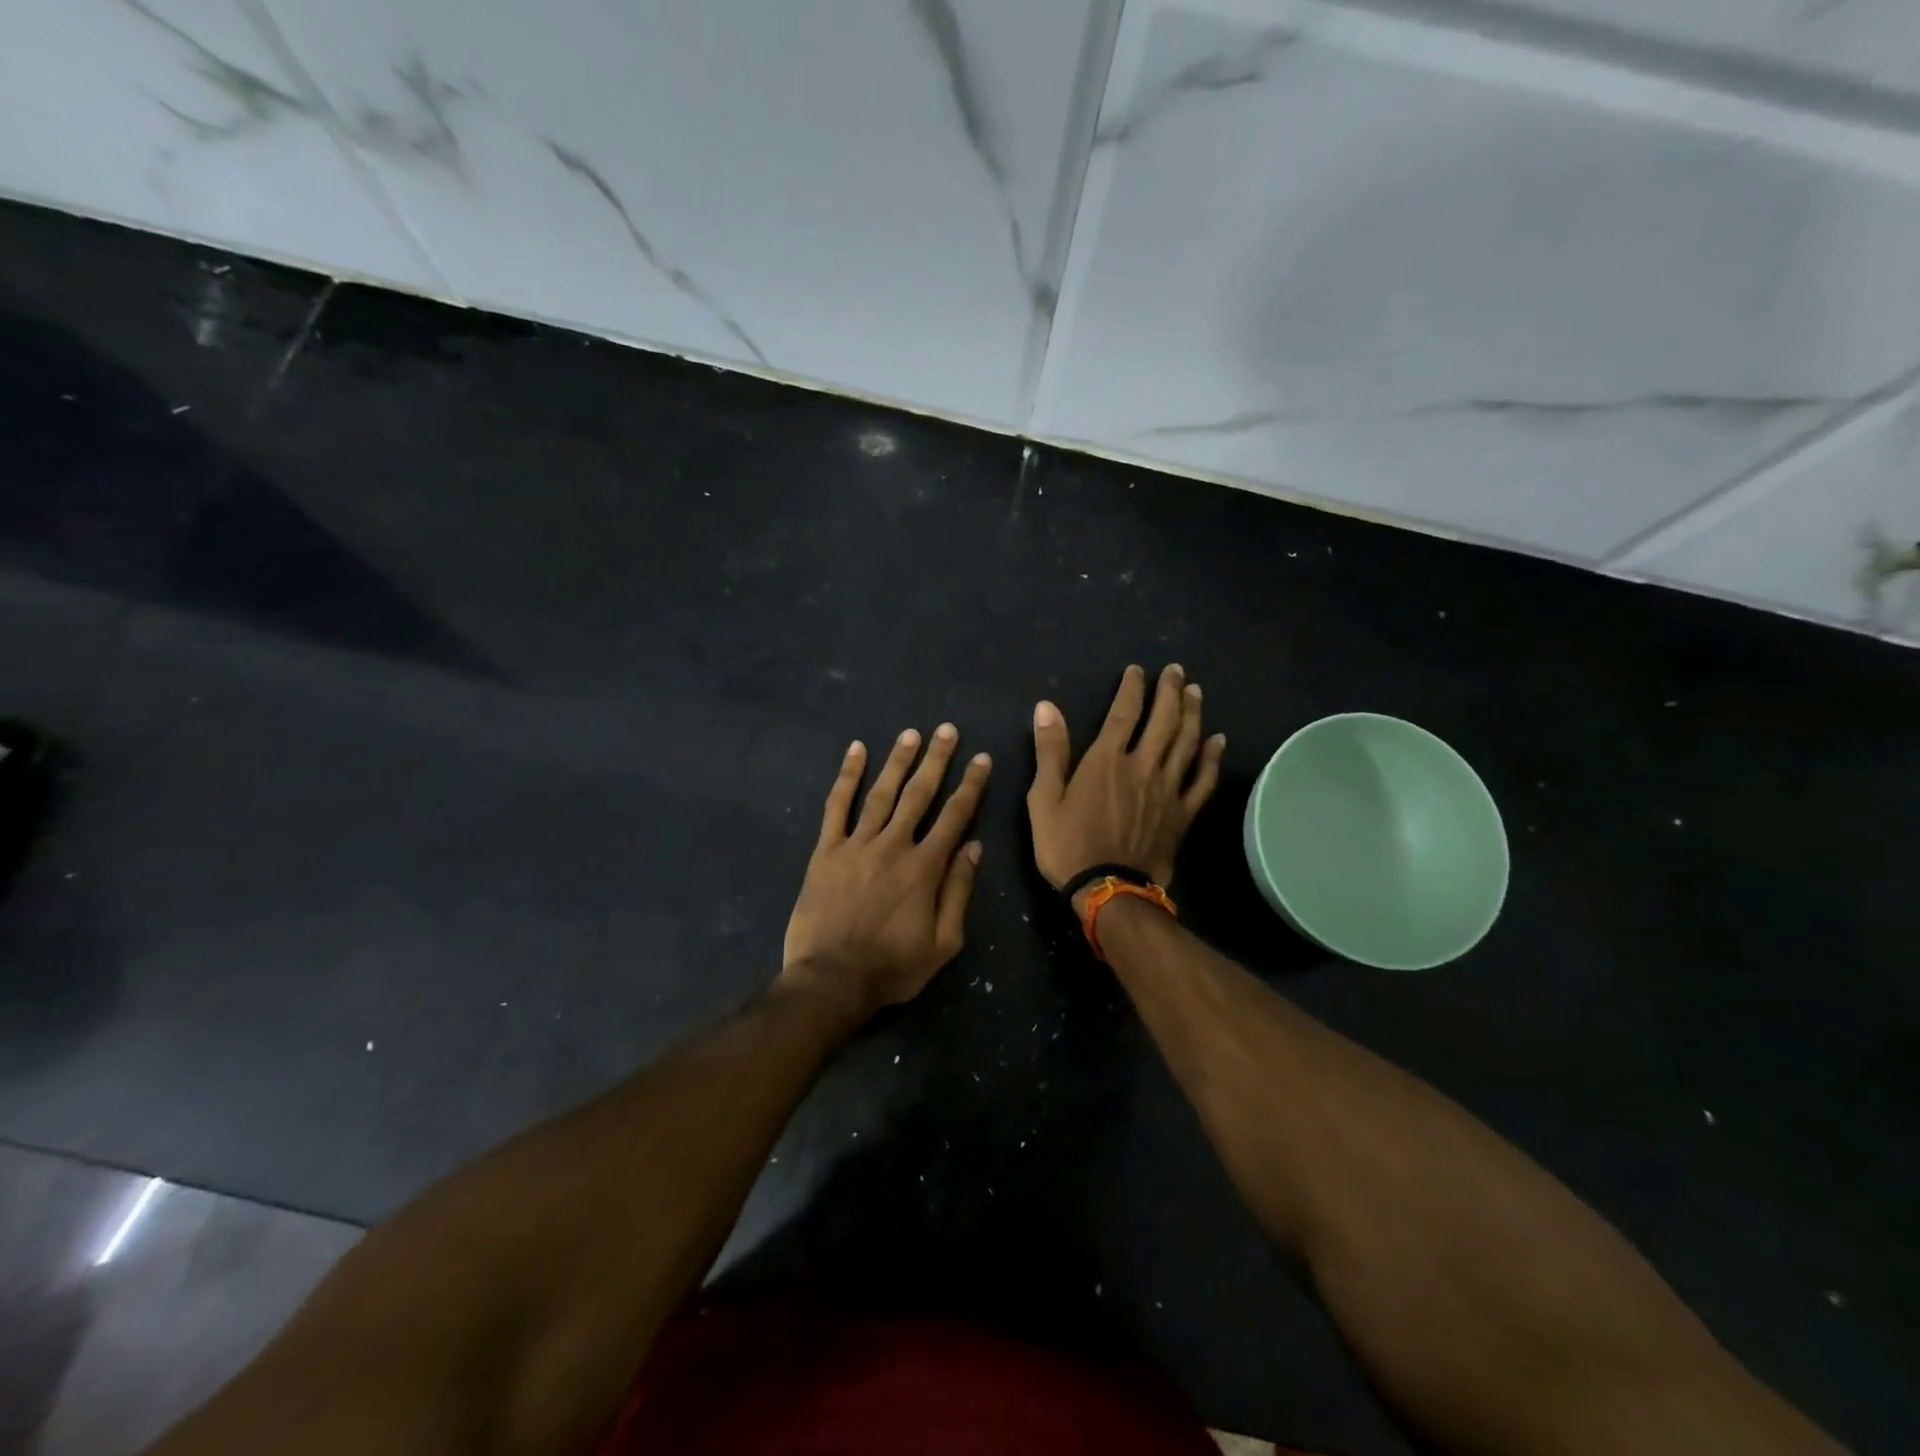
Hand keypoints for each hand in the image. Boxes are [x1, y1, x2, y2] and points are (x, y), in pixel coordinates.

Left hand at [779, 724, 990, 1020]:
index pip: (954, 816)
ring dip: (898, 761)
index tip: (981, 759)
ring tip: (910, 734)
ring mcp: (856, 844)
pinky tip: (856, 751)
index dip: (970, 785)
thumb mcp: (943, 942)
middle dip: (936, 760)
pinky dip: (847, 776)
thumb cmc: (892, 967)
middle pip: (919, 794)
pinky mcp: (826, 850)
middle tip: (947, 730)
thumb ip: (958, 892)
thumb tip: (974, 847)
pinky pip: (837, 806)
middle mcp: (893, 845)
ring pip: (881, 793)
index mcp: (925, 867)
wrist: (831, 980)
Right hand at [1027, 664, 1223, 909]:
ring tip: (1196, 693)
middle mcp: (1142, 766)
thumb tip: (1047, 707)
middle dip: (1171, 692)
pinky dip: (1211, 758)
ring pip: (1186, 743)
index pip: (1124, 713)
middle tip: (1177, 671)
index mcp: (1107, 761)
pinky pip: (1202, 780)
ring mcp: (1167, 789)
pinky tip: (1217, 741)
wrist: (1108, 889)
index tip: (1138, 670)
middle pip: (1163, 721)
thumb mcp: (1044, 798)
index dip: (1132, 688)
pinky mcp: (1182, 813)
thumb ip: (1050, 751)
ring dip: (1192, 714)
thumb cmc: (1067, 845)